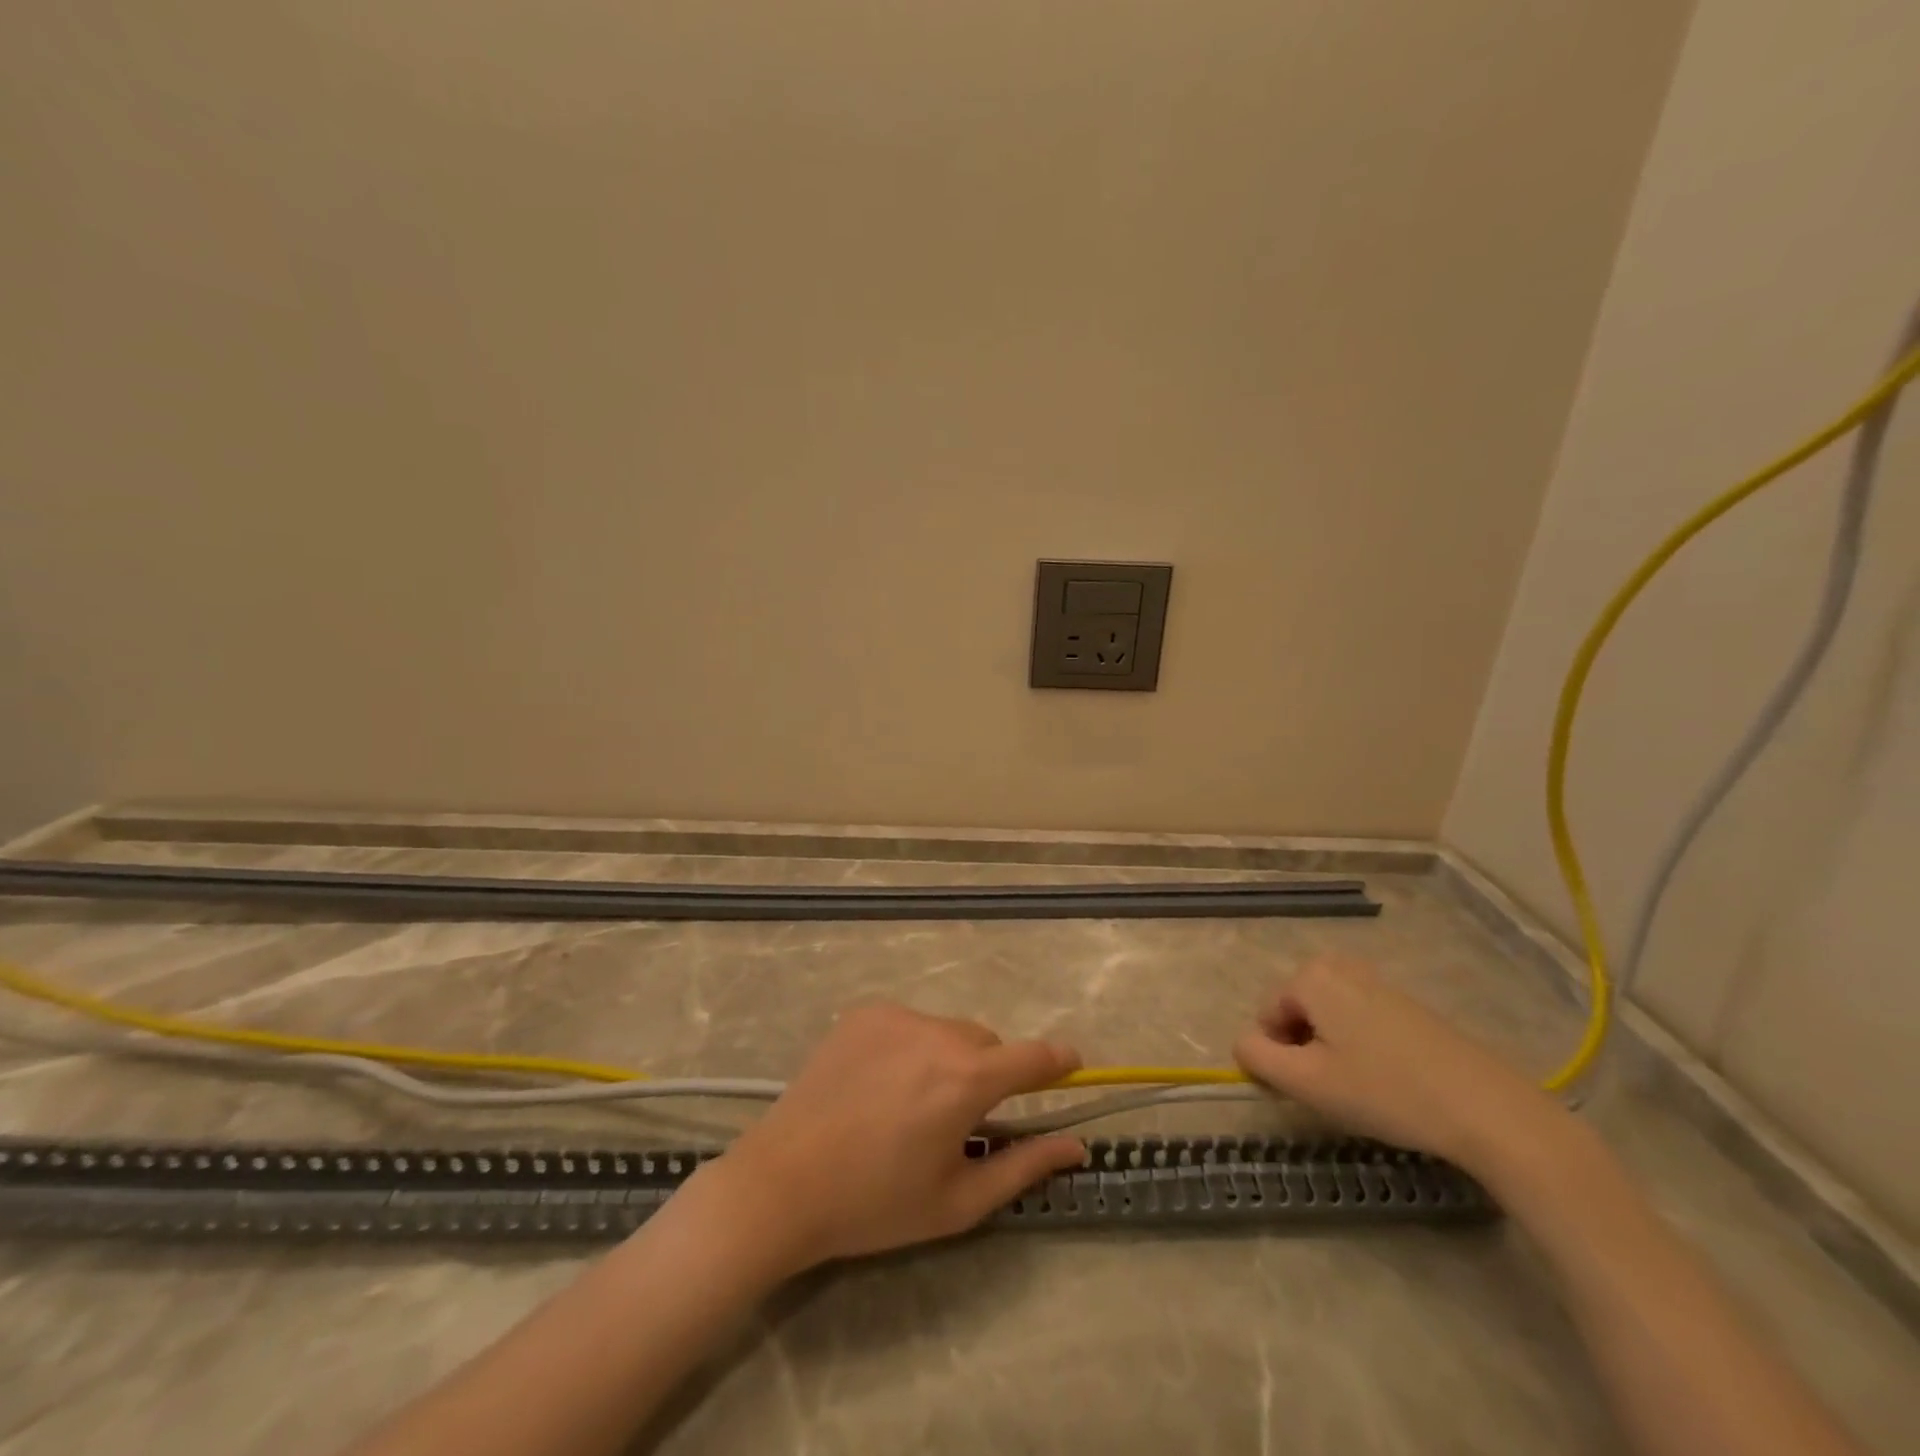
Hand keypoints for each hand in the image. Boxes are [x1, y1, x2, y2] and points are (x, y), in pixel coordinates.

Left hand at [705, 1003, 1086, 1271]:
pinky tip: (878, 1086)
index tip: (1071, 1065)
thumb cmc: (875, 1204)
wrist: (782, 1183)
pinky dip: (910, 1047)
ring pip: (947, 1032)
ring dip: (948, 1059)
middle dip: (988, 1074)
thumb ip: (1024, 1167)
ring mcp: (896, 1016)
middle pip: (986, 1044)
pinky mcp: (864, 1013)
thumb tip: (1075, 1146)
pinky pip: (908, 1024)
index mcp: (966, 1079)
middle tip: (959, 1120)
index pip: (1033, 1057)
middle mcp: (936, 1032)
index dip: (1058, 1060)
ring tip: (910, 1105)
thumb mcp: (957, 1200)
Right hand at [1232, 957, 1561, 1169]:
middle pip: (1296, 1012)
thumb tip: (1244, 1043)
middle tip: (1335, 1087)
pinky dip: (1362, 1047)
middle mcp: (1340, 966)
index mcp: (1311, 977)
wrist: (1487, 1109)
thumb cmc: (1385, 1091)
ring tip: (1362, 1086)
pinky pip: (1360, 1019)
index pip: (1266, 1017)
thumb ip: (1257, 1057)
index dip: (1279, 1056)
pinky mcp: (1408, 1004)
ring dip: (1332, 1049)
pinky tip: (1391, 1080)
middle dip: (1305, 1048)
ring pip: (1328, 1017)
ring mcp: (1378, 982)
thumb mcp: (1306, 1082)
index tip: (1311, 1089)